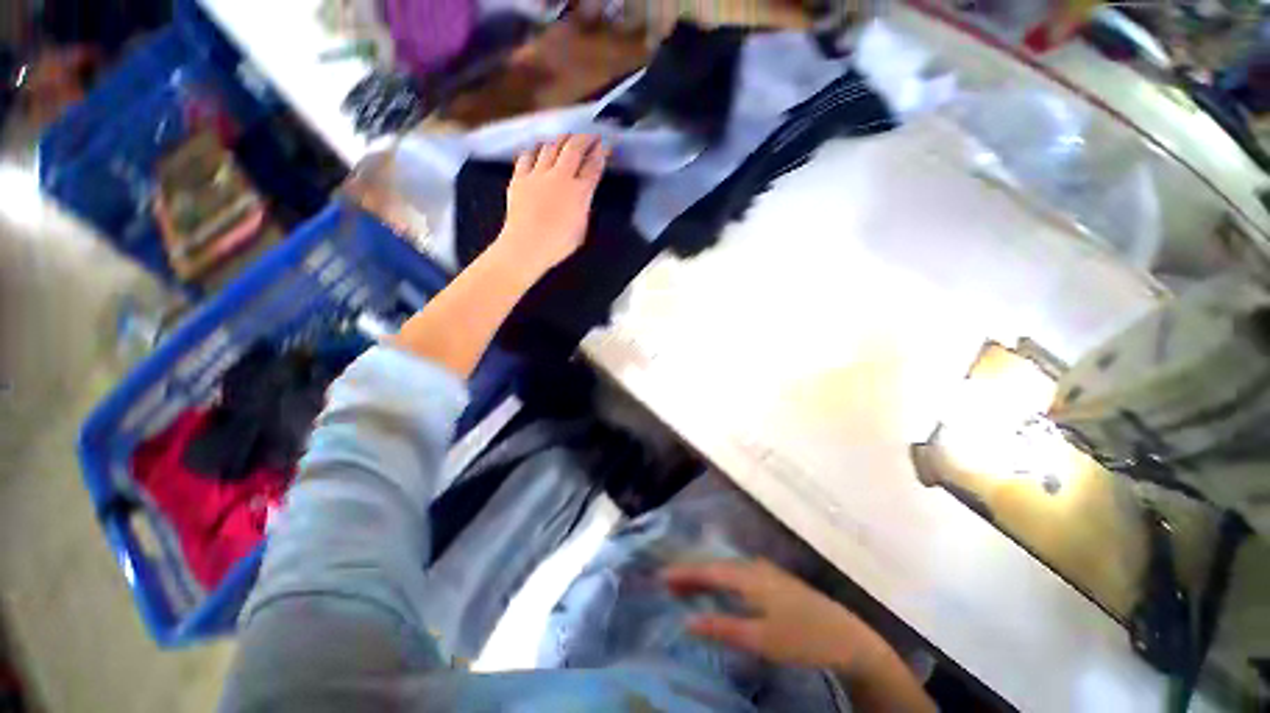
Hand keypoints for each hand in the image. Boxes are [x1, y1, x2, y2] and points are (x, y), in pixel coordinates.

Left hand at [493, 134, 608, 278]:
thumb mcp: (581, 229)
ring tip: (567, 138)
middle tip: (590, 136)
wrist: (526, 246)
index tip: (605, 146)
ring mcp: (538, 174)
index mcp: (579, 192)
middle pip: (574, 148)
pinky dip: (536, 149)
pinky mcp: (520, 177)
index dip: (601, 154)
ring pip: (551, 146)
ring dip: (561, 140)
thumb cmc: (558, 244)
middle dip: (584, 139)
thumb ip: (584, 208)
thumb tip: (583, 197)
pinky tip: (539, 148)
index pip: (593, 166)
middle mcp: (560, 176)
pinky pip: (528, 155)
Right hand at [663, 559, 889, 679]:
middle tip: (670, 582)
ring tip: (690, 584)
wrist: (849, 639)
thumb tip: (687, 621)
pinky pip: (740, 573)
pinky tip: (724, 586)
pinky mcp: (777, 582)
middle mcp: (756, 567)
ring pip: (730, 569)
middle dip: (693, 573)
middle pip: (718, 566)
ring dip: (709, 576)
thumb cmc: (802, 638)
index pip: (709, 571)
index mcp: (750, 576)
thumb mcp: (760, 639)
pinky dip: (724, 579)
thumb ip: (723, 628)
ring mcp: (769, 573)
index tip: (661, 576)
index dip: (685, 573)